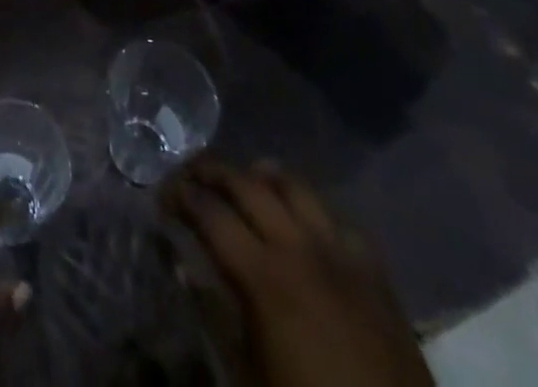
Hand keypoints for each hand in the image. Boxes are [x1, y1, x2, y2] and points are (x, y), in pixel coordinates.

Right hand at [163, 160, 433, 386]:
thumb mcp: (246, 372)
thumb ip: (213, 311)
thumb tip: (182, 263)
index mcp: (263, 276)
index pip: (208, 210)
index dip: (179, 194)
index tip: (162, 195)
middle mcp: (300, 249)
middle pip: (246, 184)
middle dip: (210, 171)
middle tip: (190, 176)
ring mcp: (341, 256)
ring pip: (294, 186)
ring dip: (261, 177)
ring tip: (244, 181)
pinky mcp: (375, 274)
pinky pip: (339, 219)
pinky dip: (310, 208)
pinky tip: (299, 218)